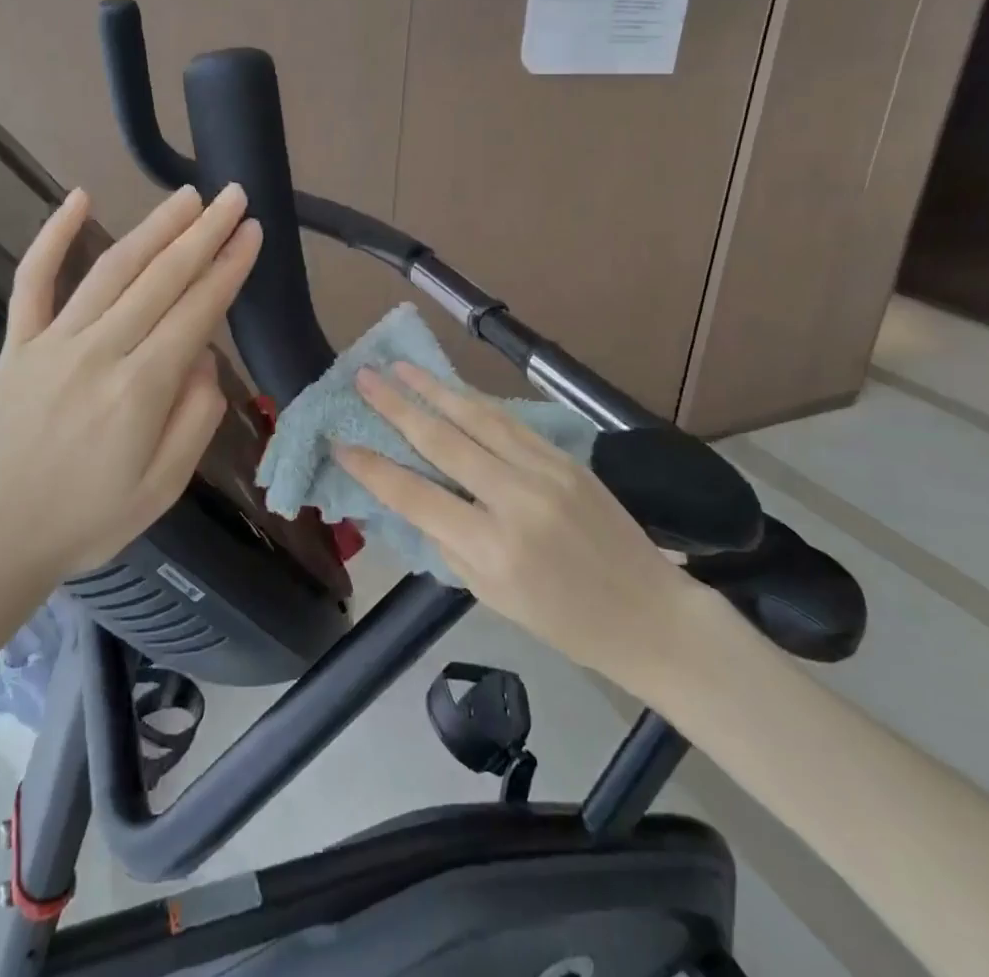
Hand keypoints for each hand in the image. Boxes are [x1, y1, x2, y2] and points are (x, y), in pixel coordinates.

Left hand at [0, 183, 262, 598]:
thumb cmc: (86, 523)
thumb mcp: (162, 489)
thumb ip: (195, 419)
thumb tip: (205, 357)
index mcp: (140, 390)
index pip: (197, 311)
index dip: (229, 267)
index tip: (253, 232)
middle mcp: (99, 352)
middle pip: (161, 278)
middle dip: (204, 233)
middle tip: (233, 196)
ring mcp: (53, 342)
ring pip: (112, 269)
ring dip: (154, 227)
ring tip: (187, 197)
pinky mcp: (17, 344)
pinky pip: (33, 279)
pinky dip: (53, 235)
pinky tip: (78, 197)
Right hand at [334, 364, 710, 693]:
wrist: (648, 612)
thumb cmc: (563, 620)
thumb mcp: (490, 597)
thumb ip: (448, 543)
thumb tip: (412, 496)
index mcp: (492, 549)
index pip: (415, 496)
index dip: (372, 467)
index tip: (340, 441)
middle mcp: (516, 501)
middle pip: (442, 442)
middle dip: (396, 406)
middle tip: (362, 378)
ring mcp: (545, 472)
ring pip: (477, 418)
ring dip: (433, 388)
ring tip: (399, 366)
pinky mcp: (566, 458)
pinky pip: (510, 421)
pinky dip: (474, 401)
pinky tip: (450, 386)